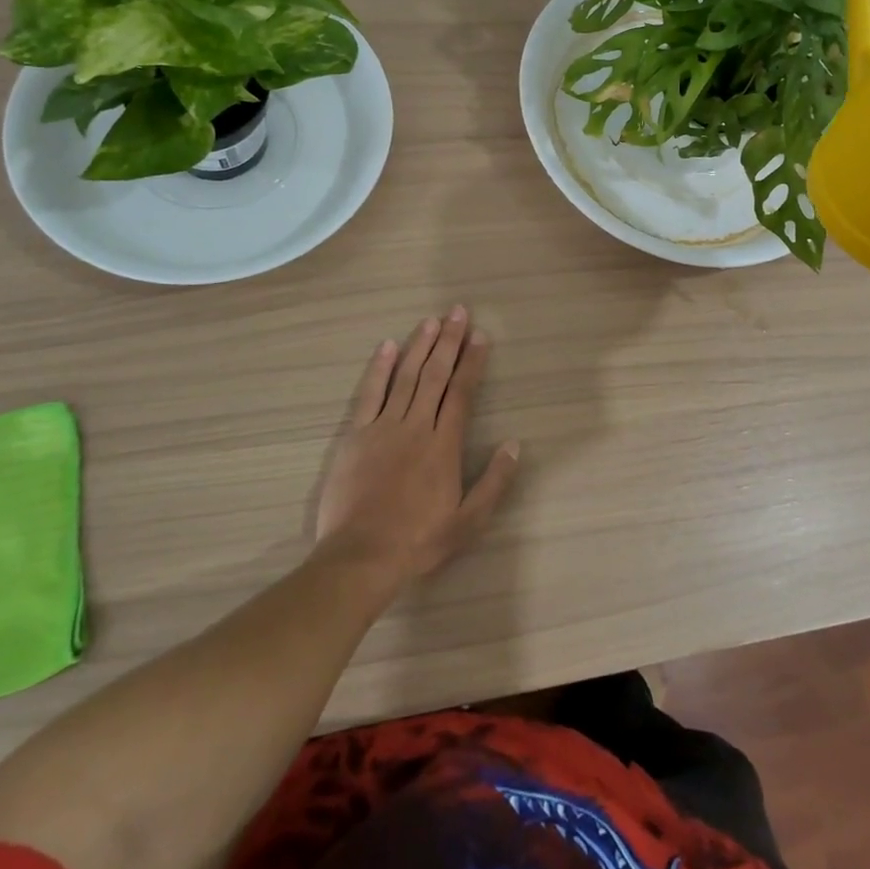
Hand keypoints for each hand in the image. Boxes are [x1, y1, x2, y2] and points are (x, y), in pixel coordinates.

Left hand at [314, 305, 518, 583]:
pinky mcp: (355, 435)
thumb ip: (494, 482)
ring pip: (405, 376)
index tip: (481, 336)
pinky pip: (369, 394)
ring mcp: (383, 427)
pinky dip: (379, 368)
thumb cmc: (418, 541)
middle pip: (436, 375)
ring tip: (431, 321)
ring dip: (419, 346)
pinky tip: (386, 346)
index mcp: (444, 444)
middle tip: (458, 311)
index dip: (473, 362)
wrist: (361, 557)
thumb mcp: (468, 521)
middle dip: (449, 341)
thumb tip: (514, 444)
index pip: (462, 392)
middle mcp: (416, 426)